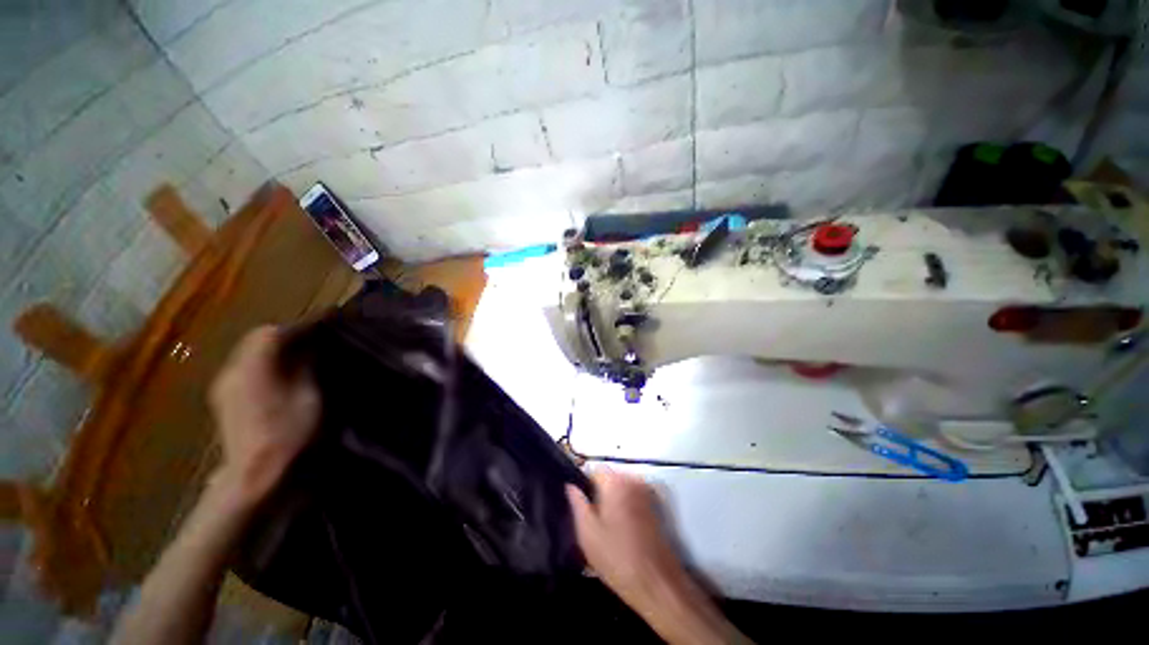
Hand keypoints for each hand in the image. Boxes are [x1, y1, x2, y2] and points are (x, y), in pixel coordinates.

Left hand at [208, 326, 319, 504]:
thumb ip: (306, 366)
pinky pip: (246, 367)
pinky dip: (265, 361)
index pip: (273, 332)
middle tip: (316, 336)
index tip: (326, 320)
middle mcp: (231, 371)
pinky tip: (282, 372)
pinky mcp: (224, 399)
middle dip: (287, 333)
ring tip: (302, 352)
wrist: (253, 477)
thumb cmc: (288, 436)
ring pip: (250, 352)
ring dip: (275, 347)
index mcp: (252, 369)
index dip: (301, 324)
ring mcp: (224, 386)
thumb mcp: (308, 397)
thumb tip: (310, 345)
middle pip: (257, 339)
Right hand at [565, 470, 687, 608]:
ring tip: (608, 528)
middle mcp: (633, 480)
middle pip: (609, 478)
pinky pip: (634, 497)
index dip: (584, 486)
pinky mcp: (656, 506)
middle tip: (593, 520)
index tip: (581, 505)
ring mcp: (647, 492)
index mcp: (615, 482)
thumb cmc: (617, 558)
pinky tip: (623, 531)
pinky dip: (626, 506)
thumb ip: (577, 504)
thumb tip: (570, 486)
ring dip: (613, 500)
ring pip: (621, 488)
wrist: (656, 583)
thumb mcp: (587, 534)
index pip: (593, 470)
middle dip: (599, 493)